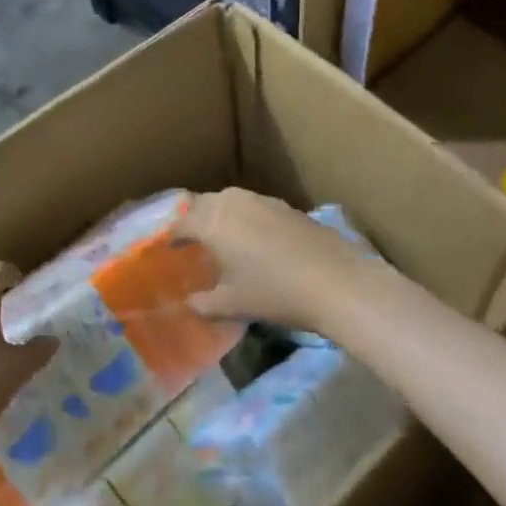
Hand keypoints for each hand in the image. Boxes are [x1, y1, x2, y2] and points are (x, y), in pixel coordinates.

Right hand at [174, 188, 376, 335]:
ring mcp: (263, 201)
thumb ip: (205, 303)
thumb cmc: (275, 292)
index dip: (173, 236)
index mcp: (213, 222)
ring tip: (222, 237)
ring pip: (231, 201)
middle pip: (204, 204)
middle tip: (192, 239)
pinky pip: (254, 206)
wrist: (335, 281)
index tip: (169, 247)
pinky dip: (246, 218)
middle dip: (195, 219)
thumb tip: (190, 303)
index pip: (182, 223)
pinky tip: (255, 239)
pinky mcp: (287, 206)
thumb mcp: (233, 305)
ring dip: (221, 215)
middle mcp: (233, 203)